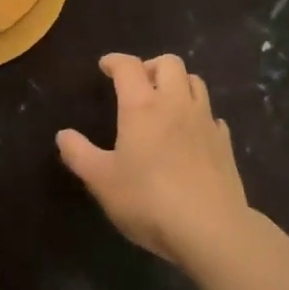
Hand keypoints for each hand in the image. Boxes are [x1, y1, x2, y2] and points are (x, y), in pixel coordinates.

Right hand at [56, 53, 249, 265]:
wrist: (210, 228)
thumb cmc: (147, 200)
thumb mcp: (101, 180)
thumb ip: (78, 154)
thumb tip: (63, 135)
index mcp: (142, 106)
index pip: (128, 67)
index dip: (115, 61)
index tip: (105, 66)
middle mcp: (176, 104)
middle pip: (170, 63)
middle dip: (151, 66)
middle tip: (138, 84)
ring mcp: (205, 122)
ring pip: (196, 82)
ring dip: (178, 84)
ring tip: (164, 103)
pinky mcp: (224, 143)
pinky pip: (211, 115)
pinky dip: (197, 114)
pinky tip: (191, 133)